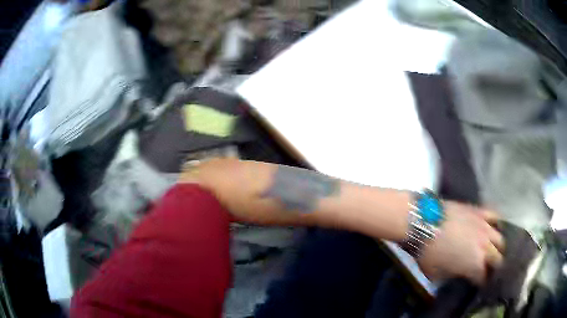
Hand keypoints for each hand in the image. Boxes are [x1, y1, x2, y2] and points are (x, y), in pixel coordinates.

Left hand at [417, 201, 504, 284]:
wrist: (422, 222)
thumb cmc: (427, 253)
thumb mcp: (436, 274)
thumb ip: (451, 276)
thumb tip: (457, 274)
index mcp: (474, 265)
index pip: (484, 277)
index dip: (483, 283)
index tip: (481, 284)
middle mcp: (485, 246)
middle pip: (498, 258)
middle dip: (494, 266)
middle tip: (489, 269)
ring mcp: (484, 226)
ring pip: (500, 238)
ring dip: (498, 247)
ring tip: (494, 250)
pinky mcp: (479, 210)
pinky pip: (494, 216)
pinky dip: (497, 222)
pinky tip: (494, 227)